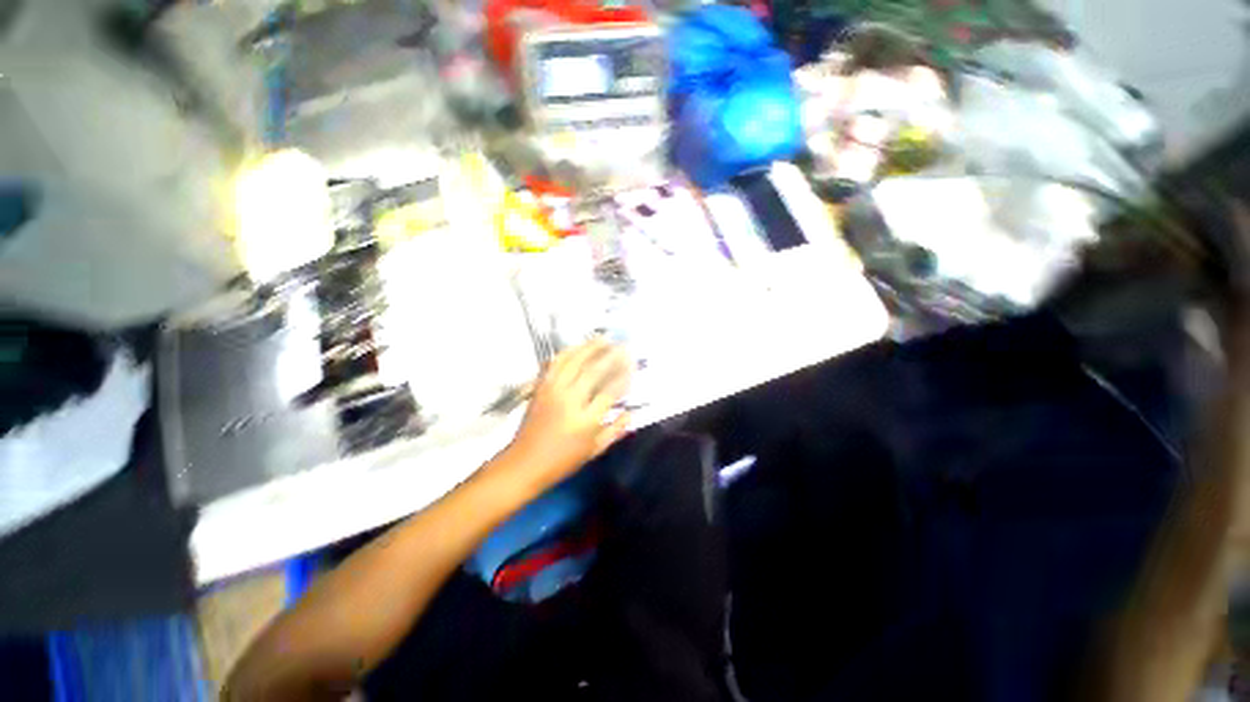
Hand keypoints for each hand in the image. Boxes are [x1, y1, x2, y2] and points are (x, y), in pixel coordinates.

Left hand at [502, 337, 632, 492]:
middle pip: (593, 370)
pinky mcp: (540, 387)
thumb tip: (630, 413)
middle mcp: (570, 400)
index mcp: (586, 420)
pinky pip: (554, 364)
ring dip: (589, 347)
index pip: (610, 390)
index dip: (623, 376)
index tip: (633, 365)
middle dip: (611, 355)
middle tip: (623, 345)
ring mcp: (553, 391)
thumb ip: (615, 430)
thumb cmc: (562, 461)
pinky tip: (577, 347)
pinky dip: (567, 352)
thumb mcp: (593, 451)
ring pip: (573, 361)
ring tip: (603, 338)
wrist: (524, 464)